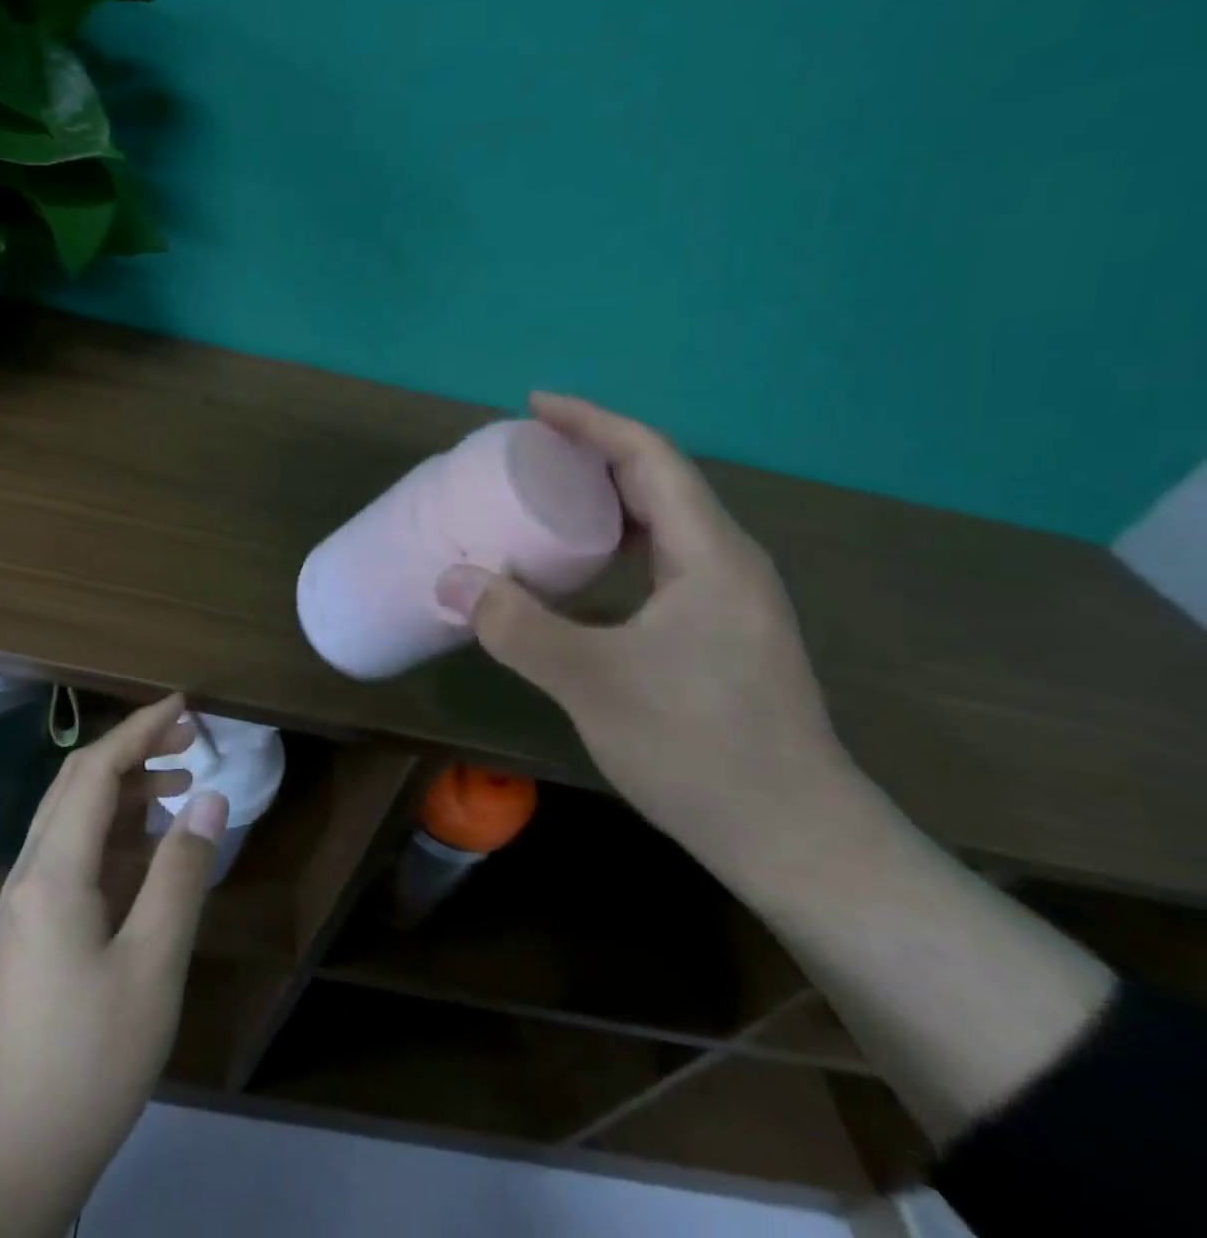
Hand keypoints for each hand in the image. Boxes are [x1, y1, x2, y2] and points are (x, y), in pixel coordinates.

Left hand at [0, 695, 228, 1237]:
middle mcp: (31, 871)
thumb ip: (181, 874)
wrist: (8, 1155)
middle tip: (190, 739)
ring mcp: (28, 902)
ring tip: (180, 784)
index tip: (184, 706)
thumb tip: (210, 798)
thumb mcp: (152, 964)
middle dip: (133, 749)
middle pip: (78, 783)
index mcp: (54, 870)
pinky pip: (75, 854)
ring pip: (75, 817)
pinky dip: (116, 832)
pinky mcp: (33, 929)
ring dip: (126, 790)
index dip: (140, 729)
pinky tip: (151, 847)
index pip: (95, 770)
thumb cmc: (88, 1059)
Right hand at [435, 394, 862, 877]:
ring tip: (543, 501)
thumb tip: (450, 579)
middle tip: (525, 455)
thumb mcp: (593, 681)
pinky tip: (576, 575)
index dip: (590, 422)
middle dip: (591, 455)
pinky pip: (658, 564)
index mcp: (709, 553)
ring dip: (603, 501)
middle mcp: (725, 562)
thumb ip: (516, 627)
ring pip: (660, 525)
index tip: (533, 406)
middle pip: (657, 482)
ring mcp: (727, 600)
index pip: (649, 458)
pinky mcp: (718, 633)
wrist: (794, 838)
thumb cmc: (700, 748)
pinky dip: (612, 547)